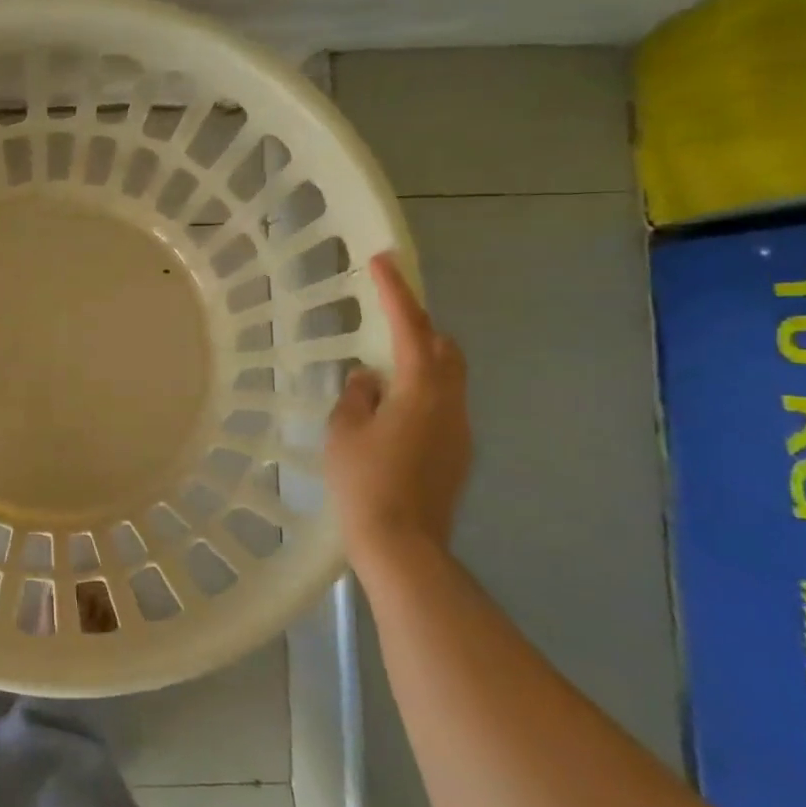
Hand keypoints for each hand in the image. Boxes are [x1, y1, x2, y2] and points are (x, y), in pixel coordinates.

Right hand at [325, 252, 471, 576]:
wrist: (403, 546)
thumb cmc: (365, 482)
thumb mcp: (344, 432)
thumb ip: (356, 397)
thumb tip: (368, 380)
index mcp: (421, 389)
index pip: (410, 326)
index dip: (395, 291)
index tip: (382, 260)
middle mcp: (451, 403)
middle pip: (444, 349)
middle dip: (418, 328)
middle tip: (384, 324)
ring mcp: (460, 431)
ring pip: (447, 380)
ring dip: (419, 365)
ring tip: (380, 377)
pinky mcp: (458, 455)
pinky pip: (442, 408)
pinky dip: (420, 396)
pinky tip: (390, 419)